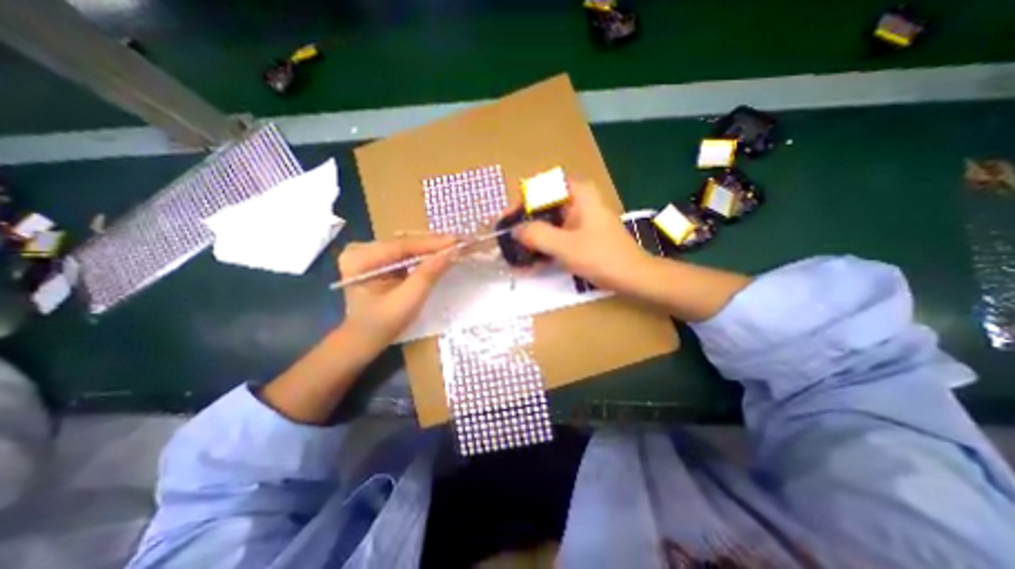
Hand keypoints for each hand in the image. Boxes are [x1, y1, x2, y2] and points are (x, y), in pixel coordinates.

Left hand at [338, 233, 453, 348]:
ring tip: (456, 245)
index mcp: (360, 258)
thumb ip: (429, 274)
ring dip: (433, 247)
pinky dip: (425, 253)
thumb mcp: (409, 300)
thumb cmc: (383, 324)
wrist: (364, 338)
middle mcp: (361, 248)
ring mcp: (369, 251)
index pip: (403, 245)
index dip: (433, 243)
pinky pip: (406, 251)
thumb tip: (453, 251)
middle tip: (463, 242)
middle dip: (435, 243)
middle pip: (406, 241)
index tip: (459, 241)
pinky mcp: (378, 257)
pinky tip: (441, 252)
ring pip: (408, 245)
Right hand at [513, 181, 654, 293]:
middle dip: (522, 225)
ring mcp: (577, 217)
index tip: (506, 223)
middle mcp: (576, 200)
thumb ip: (536, 234)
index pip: (538, 188)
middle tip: (508, 242)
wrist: (631, 276)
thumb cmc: (601, 257)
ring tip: (515, 256)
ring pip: (546, 222)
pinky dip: (542, 247)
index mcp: (576, 193)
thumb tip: (514, 230)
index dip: (518, 204)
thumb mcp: (564, 246)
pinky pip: (554, 235)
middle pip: (540, 206)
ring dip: (531, 239)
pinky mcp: (578, 232)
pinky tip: (531, 263)